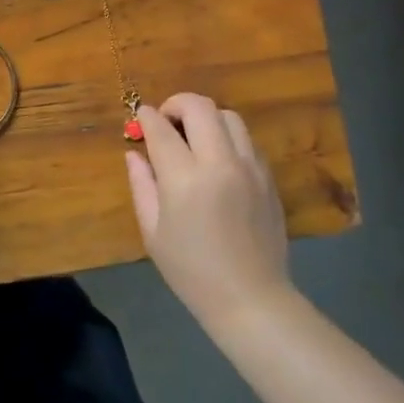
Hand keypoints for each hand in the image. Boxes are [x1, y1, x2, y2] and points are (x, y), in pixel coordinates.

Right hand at [126, 94, 291, 326]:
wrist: (251, 298)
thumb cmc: (192, 271)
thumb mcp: (153, 231)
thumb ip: (142, 185)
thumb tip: (135, 154)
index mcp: (185, 179)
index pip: (161, 129)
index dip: (147, 117)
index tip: (140, 117)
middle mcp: (220, 163)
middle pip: (200, 107)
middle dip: (177, 104)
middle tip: (166, 121)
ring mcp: (249, 167)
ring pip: (228, 116)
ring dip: (206, 118)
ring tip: (193, 137)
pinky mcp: (268, 177)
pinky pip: (246, 140)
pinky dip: (227, 137)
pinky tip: (217, 159)